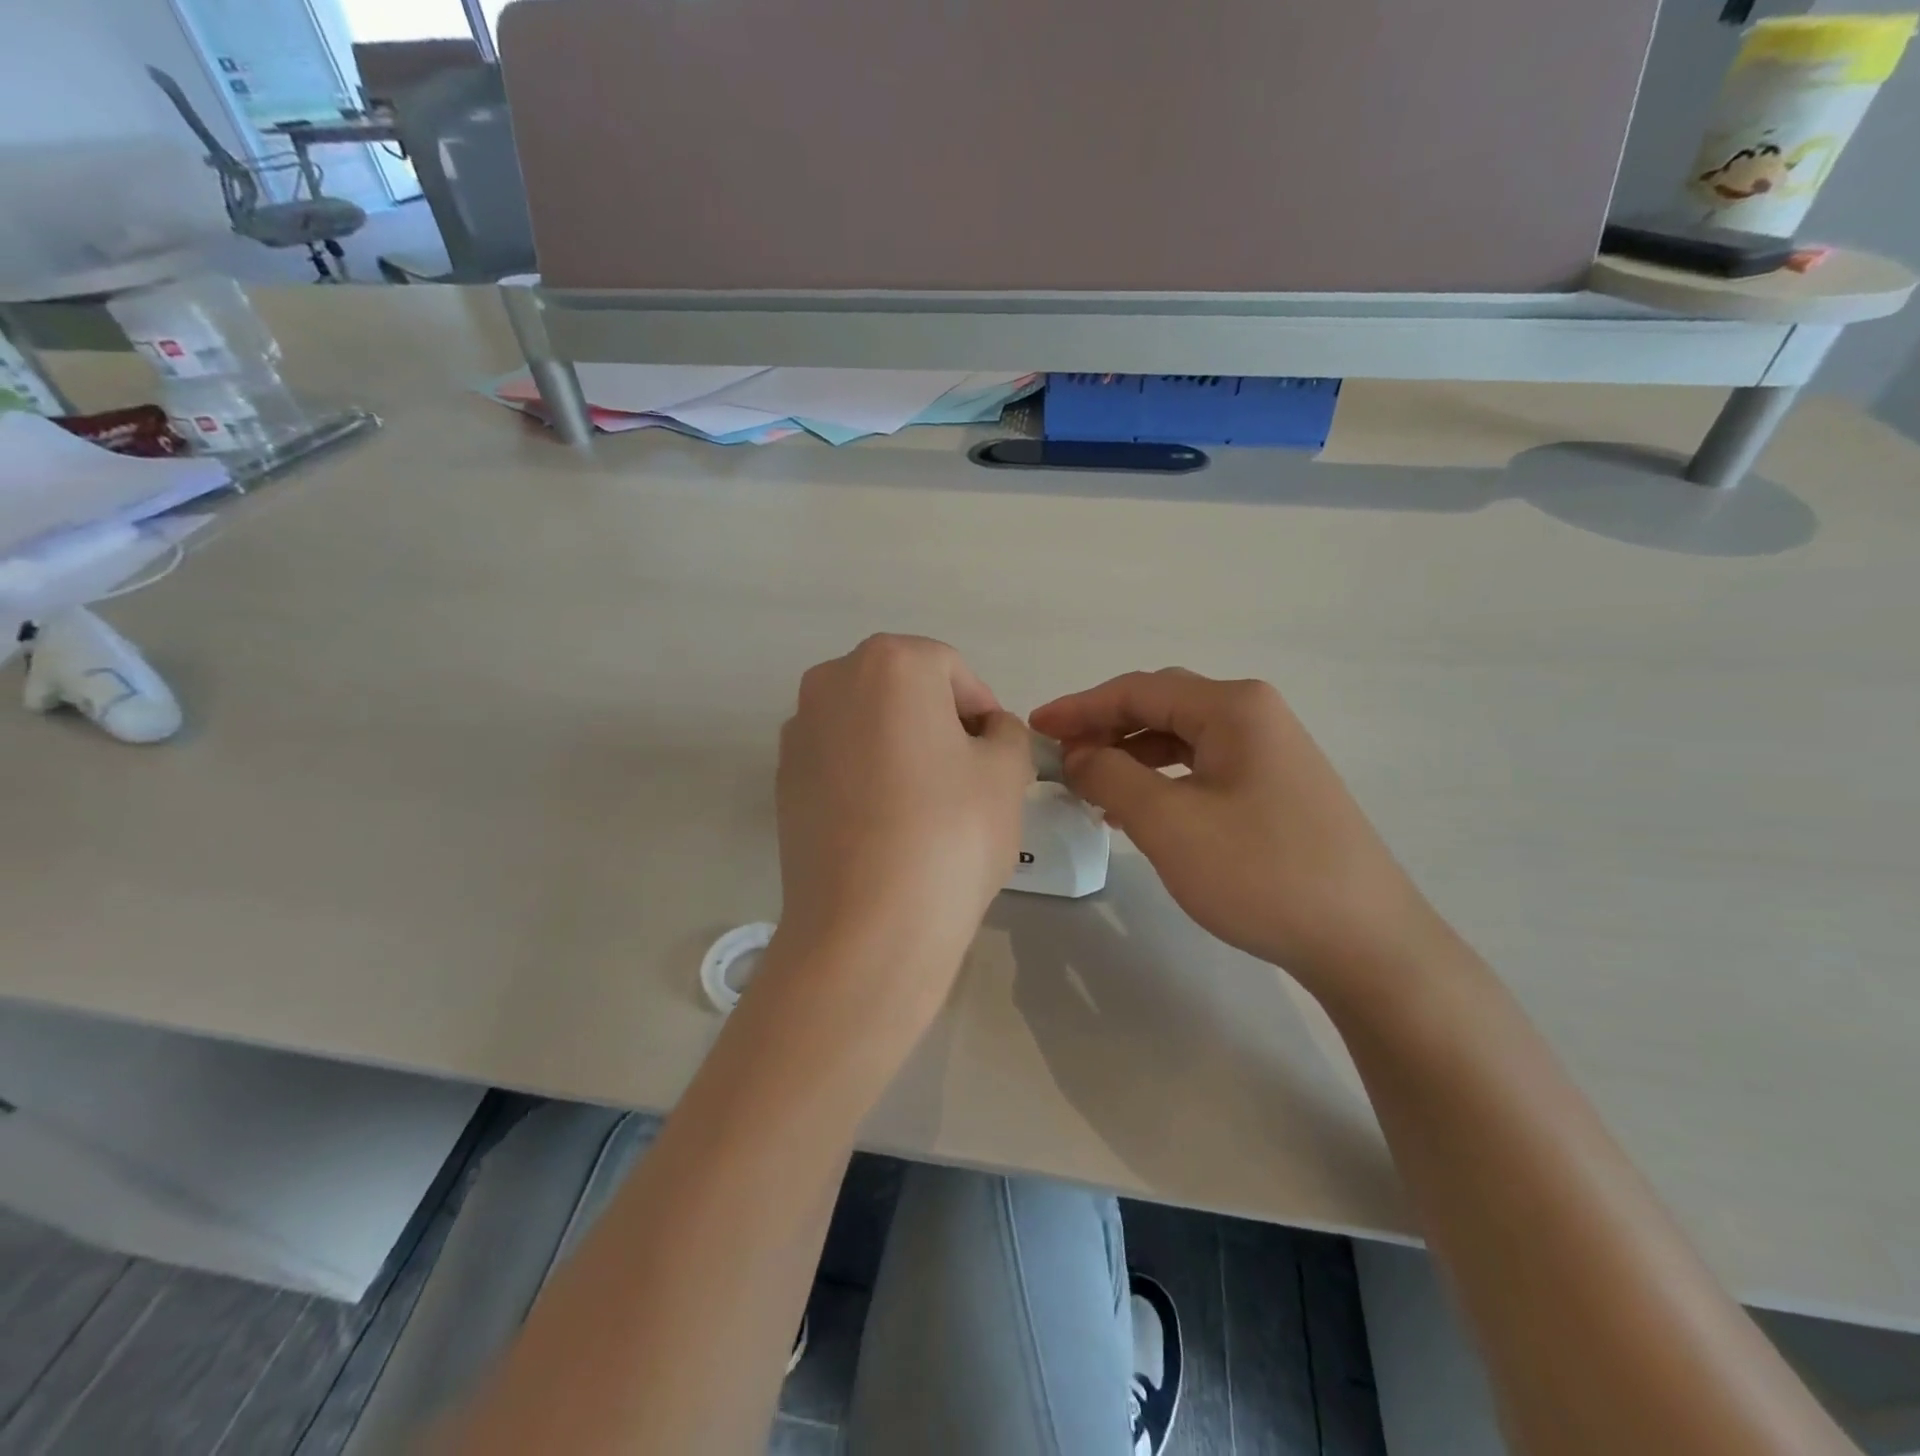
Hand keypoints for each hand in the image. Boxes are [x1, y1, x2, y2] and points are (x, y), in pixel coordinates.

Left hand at [769, 635, 1032, 1029]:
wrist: (866, 925)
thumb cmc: (950, 832)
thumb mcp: (1005, 773)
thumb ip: (1006, 734)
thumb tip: (988, 733)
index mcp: (889, 663)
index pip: (951, 669)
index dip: (982, 710)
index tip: (998, 754)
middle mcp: (832, 682)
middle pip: (904, 691)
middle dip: (940, 723)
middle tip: (968, 777)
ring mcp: (799, 732)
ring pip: (868, 725)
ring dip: (901, 748)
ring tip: (927, 805)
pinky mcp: (782, 781)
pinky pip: (840, 762)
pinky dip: (867, 777)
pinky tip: (886, 825)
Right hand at [1031, 670, 1435, 990]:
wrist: (1364, 941)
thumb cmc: (1261, 872)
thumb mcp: (1168, 822)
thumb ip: (1110, 776)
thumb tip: (1078, 755)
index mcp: (1233, 707)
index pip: (1137, 690)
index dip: (1079, 707)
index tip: (1034, 728)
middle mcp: (1255, 715)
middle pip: (1160, 706)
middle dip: (1104, 728)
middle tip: (1059, 756)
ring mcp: (1271, 752)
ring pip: (1181, 739)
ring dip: (1130, 755)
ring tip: (1090, 786)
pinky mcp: (1276, 788)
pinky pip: (1202, 768)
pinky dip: (1161, 780)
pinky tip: (1137, 810)